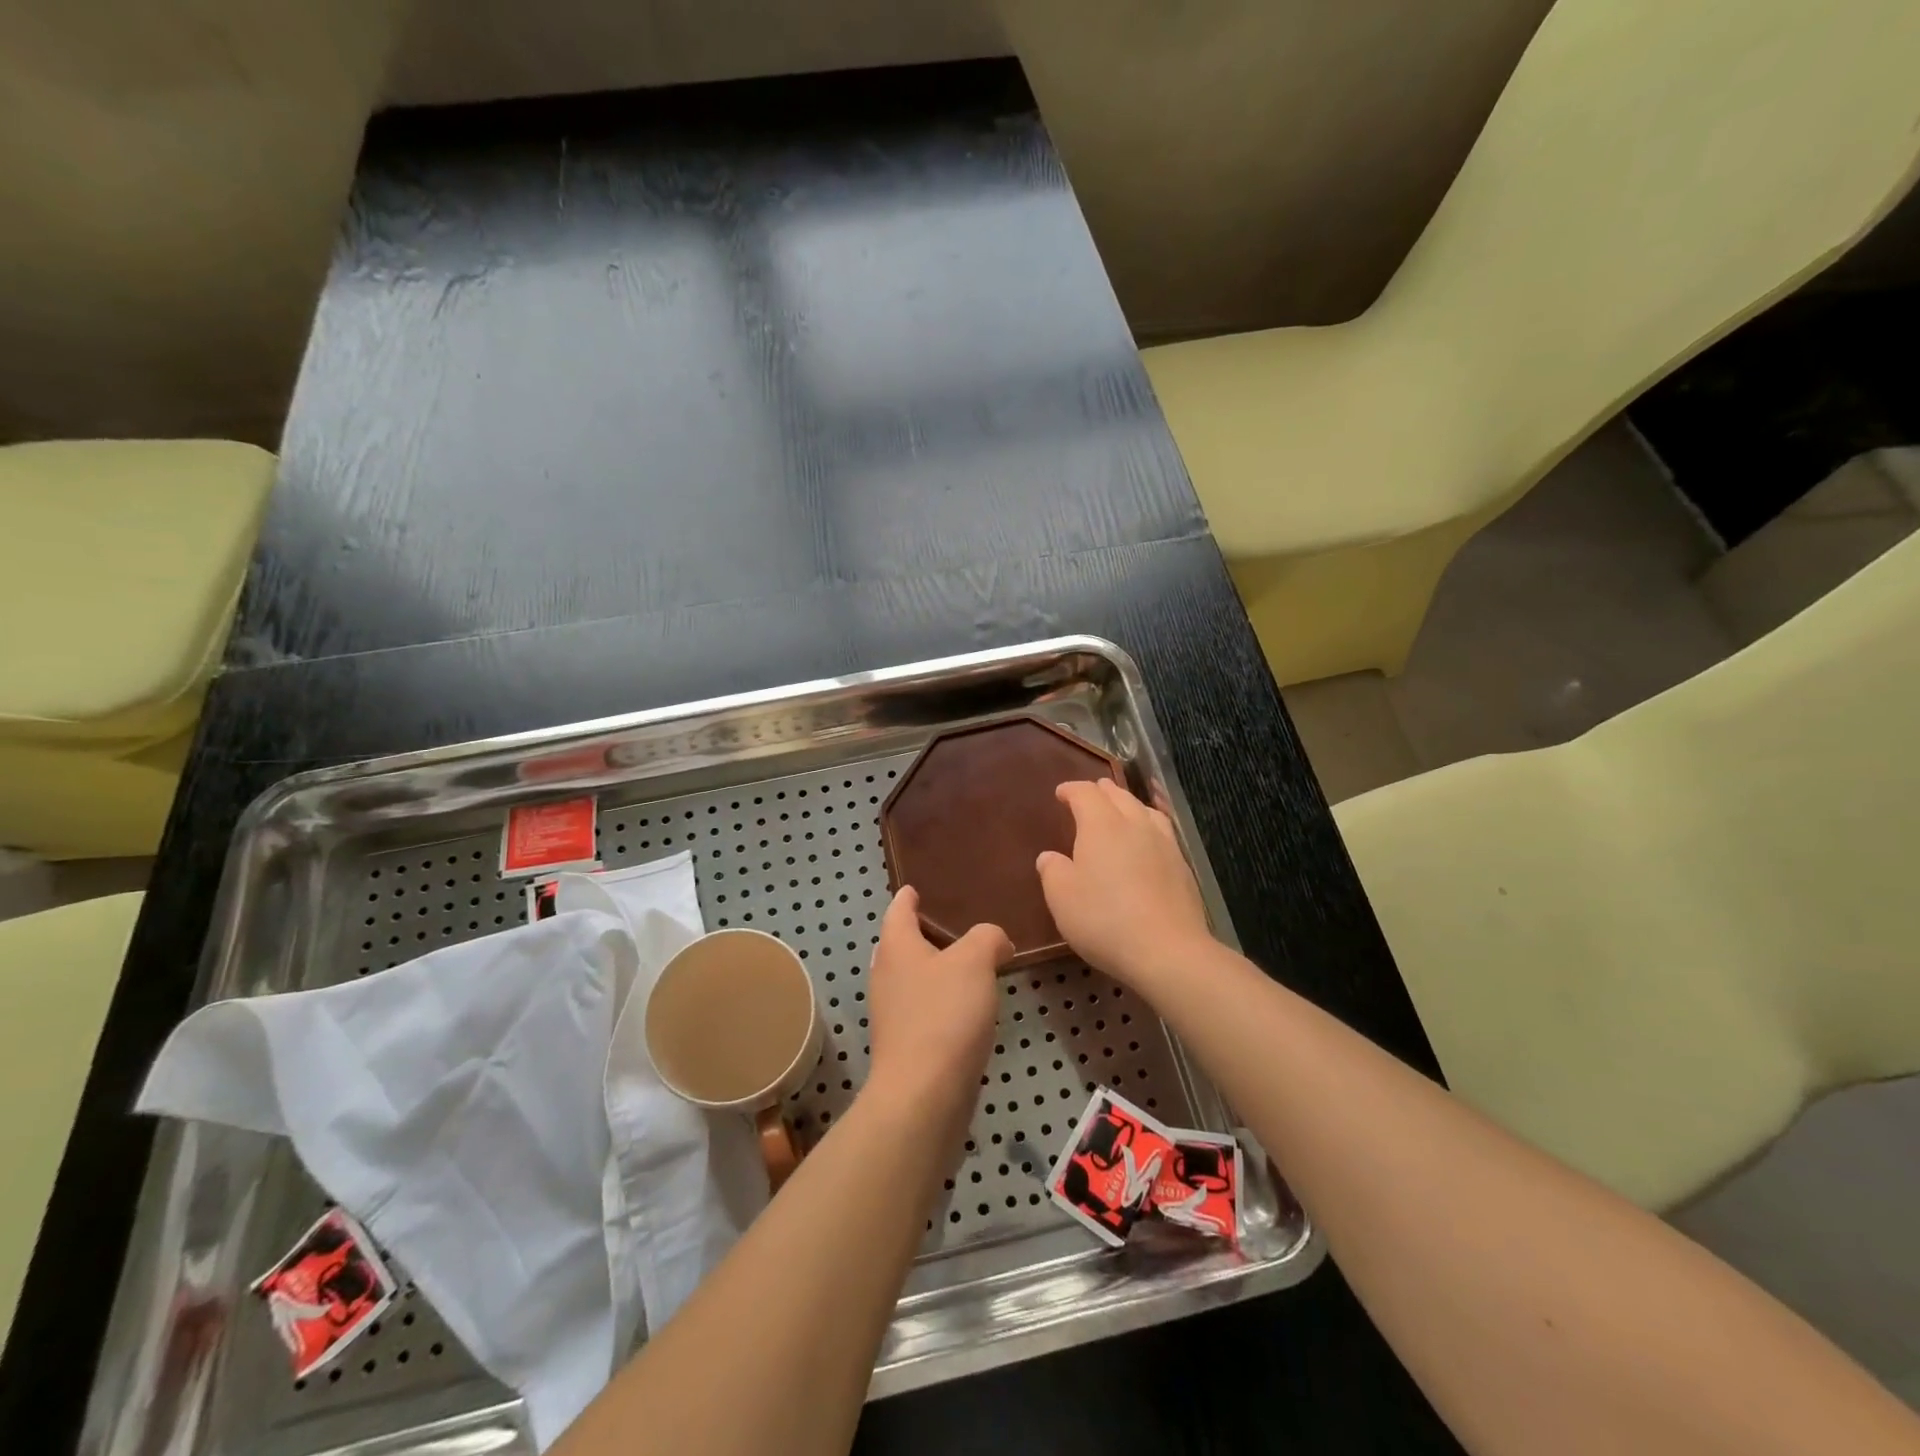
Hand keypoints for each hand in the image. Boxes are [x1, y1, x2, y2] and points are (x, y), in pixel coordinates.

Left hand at [865, 887, 1010, 1121]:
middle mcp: (886, 975)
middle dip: (924, 934)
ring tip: (971, 964)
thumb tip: (996, 941)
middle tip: (957, 925)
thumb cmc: (944, 1014)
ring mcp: (893, 1013)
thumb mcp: (975, 961)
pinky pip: (924, 1009)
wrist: (924, 1095)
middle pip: (901, 944)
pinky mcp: (906, 1045)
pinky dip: (942, 1001)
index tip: (917, 888)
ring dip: (936, 970)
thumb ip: (987, 938)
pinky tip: (968, 1007)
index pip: (898, 910)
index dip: (908, 896)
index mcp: (896, 947)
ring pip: (914, 978)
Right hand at [1037, 779, 1213, 990]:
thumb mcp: (1062, 898)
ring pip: (1145, 810)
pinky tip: (1148, 841)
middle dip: (1102, 791)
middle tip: (1091, 794)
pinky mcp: (1182, 866)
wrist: (1167, 950)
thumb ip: (1053, 872)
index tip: (1060, 793)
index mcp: (1101, 825)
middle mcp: (1134, 825)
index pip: (1085, 794)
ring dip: (1129, 804)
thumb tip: (1049, 857)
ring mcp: (1163, 843)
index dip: (1071, 790)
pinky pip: (1163, 831)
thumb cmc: (1104, 919)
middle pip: (1119, 796)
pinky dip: (1149, 826)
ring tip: (1122, 809)